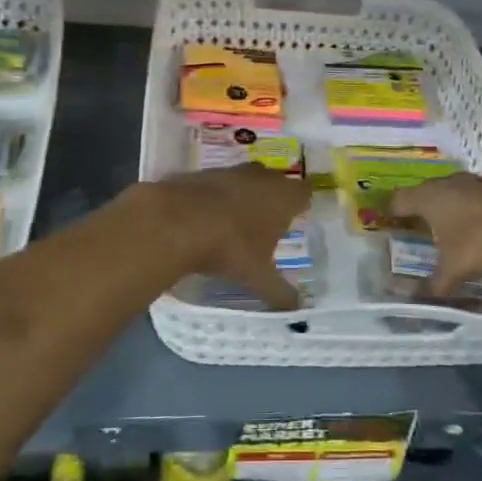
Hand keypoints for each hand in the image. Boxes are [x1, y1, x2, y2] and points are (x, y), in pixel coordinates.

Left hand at [139, 165, 312, 310]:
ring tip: (237, 222)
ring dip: (244, 195)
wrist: (176, 221)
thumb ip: (280, 292)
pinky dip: (216, 196)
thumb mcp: (258, 276)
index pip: (305, 193)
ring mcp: (230, 171)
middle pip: (275, 181)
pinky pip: (217, 184)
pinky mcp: (202, 173)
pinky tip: (207, 217)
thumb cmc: (231, 247)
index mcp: (283, 197)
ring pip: (246, 179)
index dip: (302, 204)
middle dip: (273, 198)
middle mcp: (261, 177)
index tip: (298, 218)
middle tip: (269, 223)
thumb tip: (296, 308)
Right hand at [387, 173, 481, 296]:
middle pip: (423, 193)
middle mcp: (446, 183)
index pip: (398, 200)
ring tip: (443, 230)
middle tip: (413, 230)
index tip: (386, 225)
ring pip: (449, 193)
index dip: (390, 213)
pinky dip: (467, 211)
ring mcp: (473, 182)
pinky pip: (471, 198)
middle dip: (417, 211)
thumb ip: (435, 285)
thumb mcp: (455, 270)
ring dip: (445, 209)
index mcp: (428, 198)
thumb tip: (419, 300)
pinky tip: (474, 228)